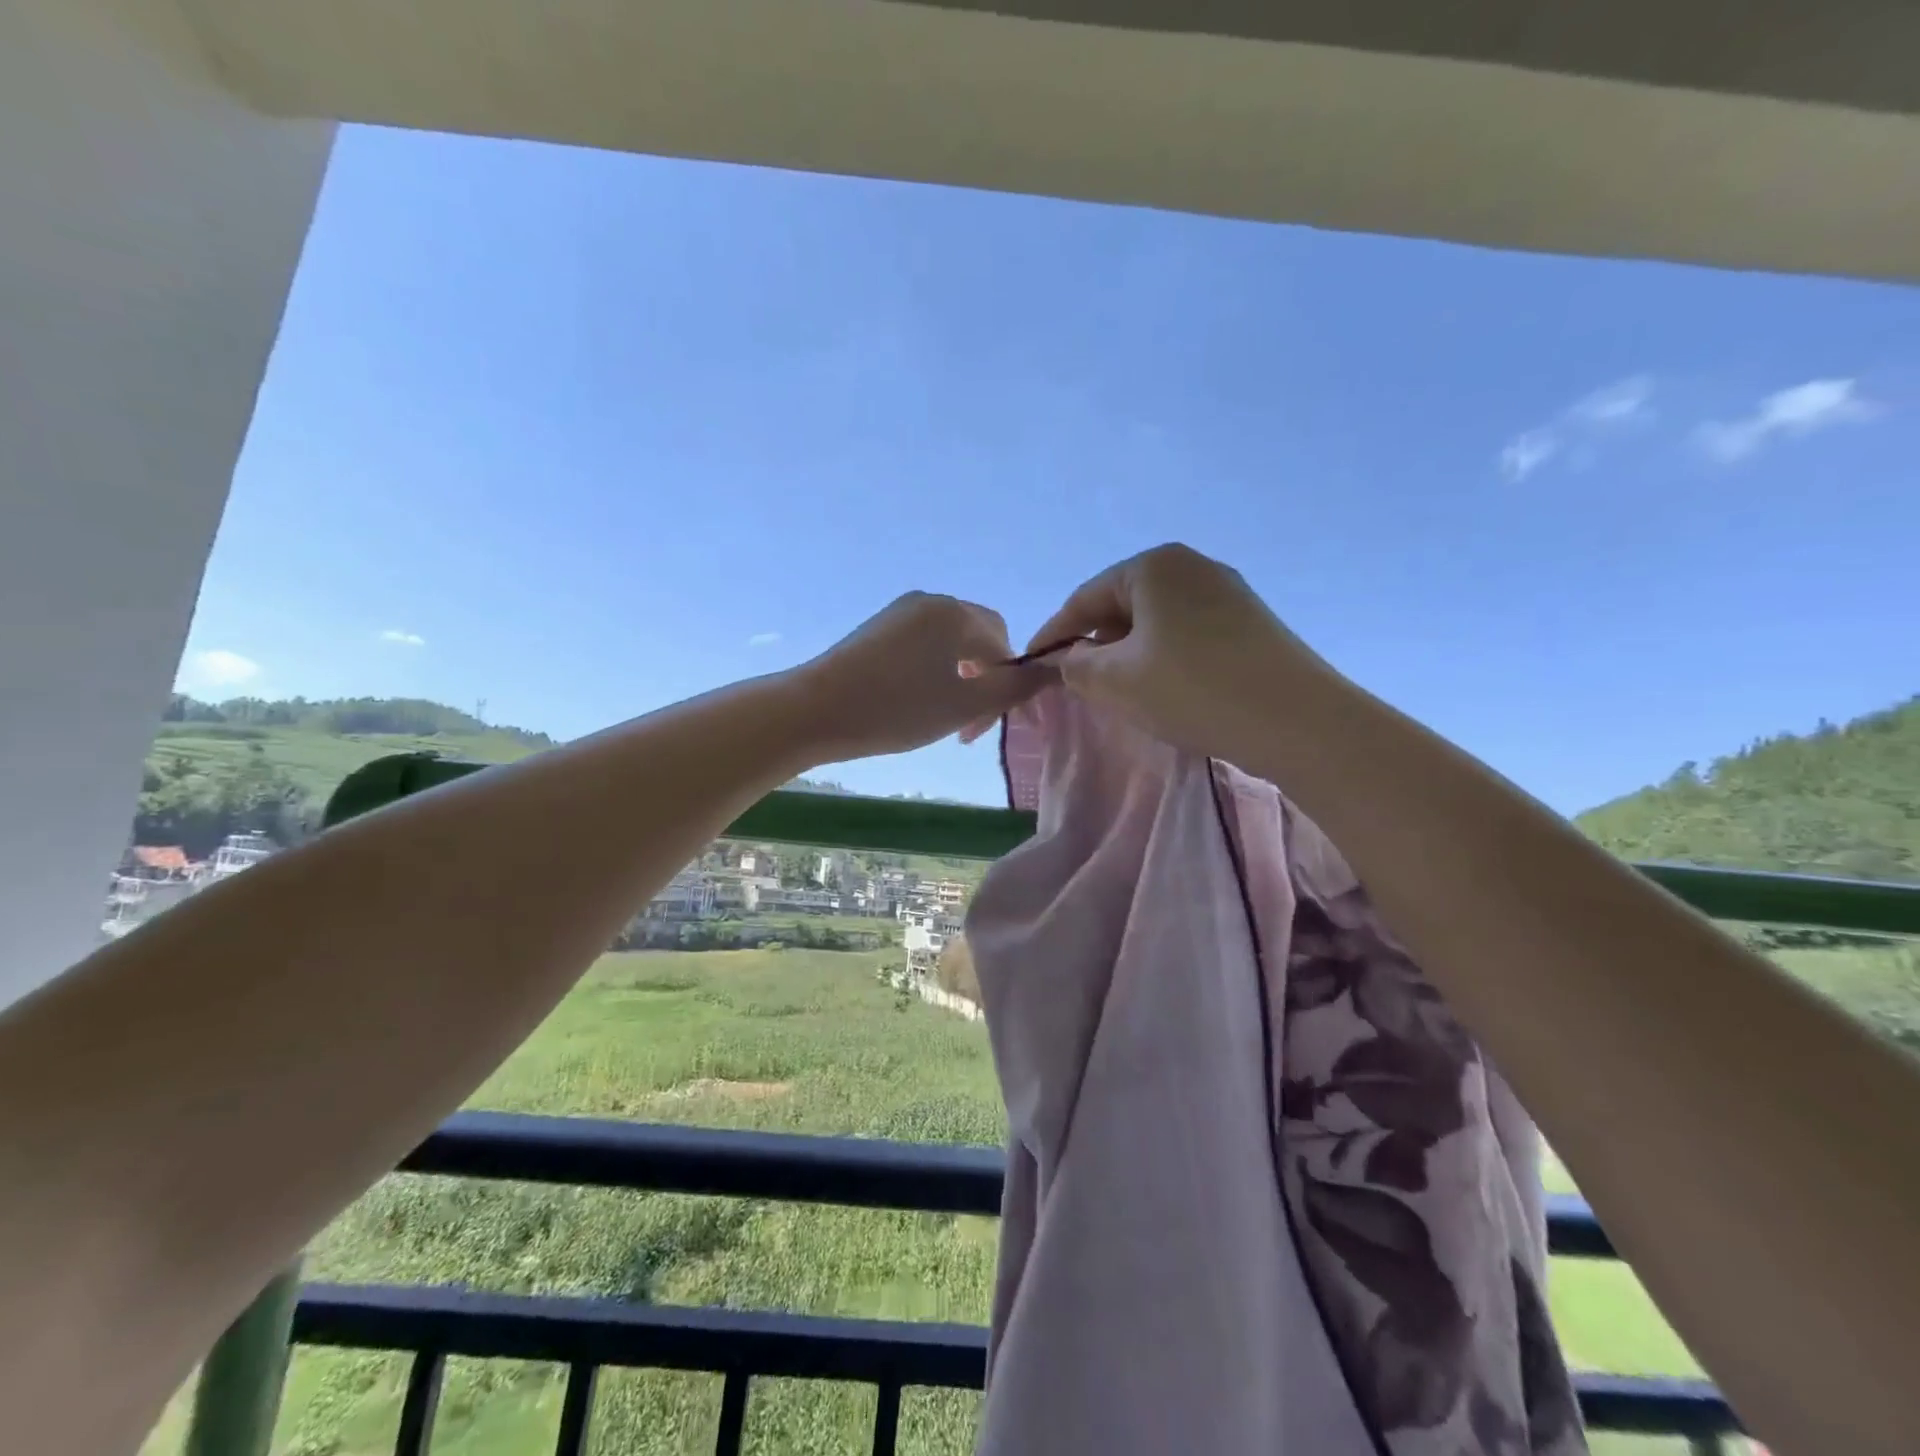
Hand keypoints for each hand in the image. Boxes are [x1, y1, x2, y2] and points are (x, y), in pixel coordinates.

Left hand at [790, 592, 1053, 761]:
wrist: (814, 711)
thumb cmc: (897, 709)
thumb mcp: (967, 706)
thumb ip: (1016, 688)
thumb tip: (1053, 671)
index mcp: (956, 612)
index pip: (1005, 643)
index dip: (1011, 684)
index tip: (995, 725)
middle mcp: (930, 601)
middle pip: (978, 639)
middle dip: (984, 681)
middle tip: (970, 725)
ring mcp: (899, 613)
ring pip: (949, 645)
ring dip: (958, 680)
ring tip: (943, 717)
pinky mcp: (876, 629)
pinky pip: (921, 646)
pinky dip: (932, 672)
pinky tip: (915, 702)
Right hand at [1027, 544, 1322, 760]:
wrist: (1297, 719)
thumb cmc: (1192, 689)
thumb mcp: (1115, 681)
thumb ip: (1075, 666)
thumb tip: (1071, 659)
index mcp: (1153, 566)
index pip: (1084, 599)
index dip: (1053, 635)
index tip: (1033, 667)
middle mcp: (1192, 567)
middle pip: (1122, 606)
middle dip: (1096, 645)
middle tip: (1081, 686)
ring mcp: (1228, 593)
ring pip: (1156, 623)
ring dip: (1130, 656)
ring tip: (1124, 694)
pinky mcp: (1251, 623)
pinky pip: (1188, 635)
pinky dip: (1165, 660)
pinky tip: (1169, 692)